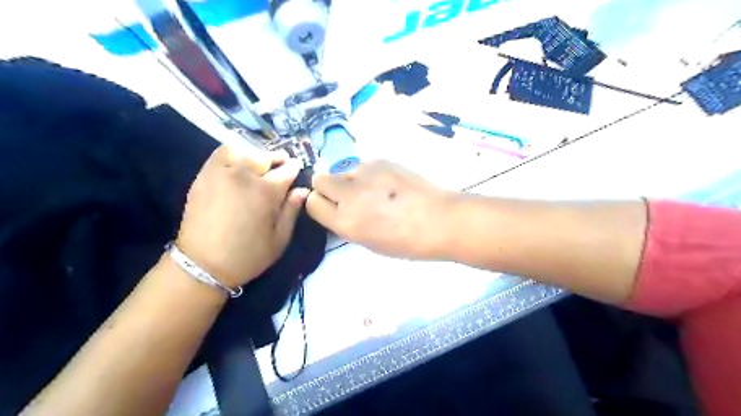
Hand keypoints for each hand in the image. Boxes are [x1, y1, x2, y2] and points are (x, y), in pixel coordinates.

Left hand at [177, 146, 308, 288]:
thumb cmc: (248, 255)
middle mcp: (244, 175)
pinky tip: (237, 163)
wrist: (203, 265)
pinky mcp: (203, 176)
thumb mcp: (280, 239)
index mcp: (266, 191)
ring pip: (242, 150)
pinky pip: (220, 153)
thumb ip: (292, 211)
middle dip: (277, 159)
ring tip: (258, 164)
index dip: (295, 168)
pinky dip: (233, 153)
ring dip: (255, 155)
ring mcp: (221, 173)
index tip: (298, 169)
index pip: (287, 169)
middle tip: (281, 165)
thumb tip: (303, 190)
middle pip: (265, 156)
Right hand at [305, 159, 451, 260]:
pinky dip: (370, 173)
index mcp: (345, 222)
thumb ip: (347, 224)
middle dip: (329, 187)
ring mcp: (365, 174)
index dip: (320, 203)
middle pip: (320, 179)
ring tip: (376, 190)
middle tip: (349, 195)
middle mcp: (349, 195)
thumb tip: (339, 208)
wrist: (440, 220)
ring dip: (352, 180)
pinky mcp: (381, 160)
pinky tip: (389, 183)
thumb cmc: (407, 242)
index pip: (312, 202)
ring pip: (343, 170)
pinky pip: (364, 165)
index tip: (331, 206)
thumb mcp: (369, 242)